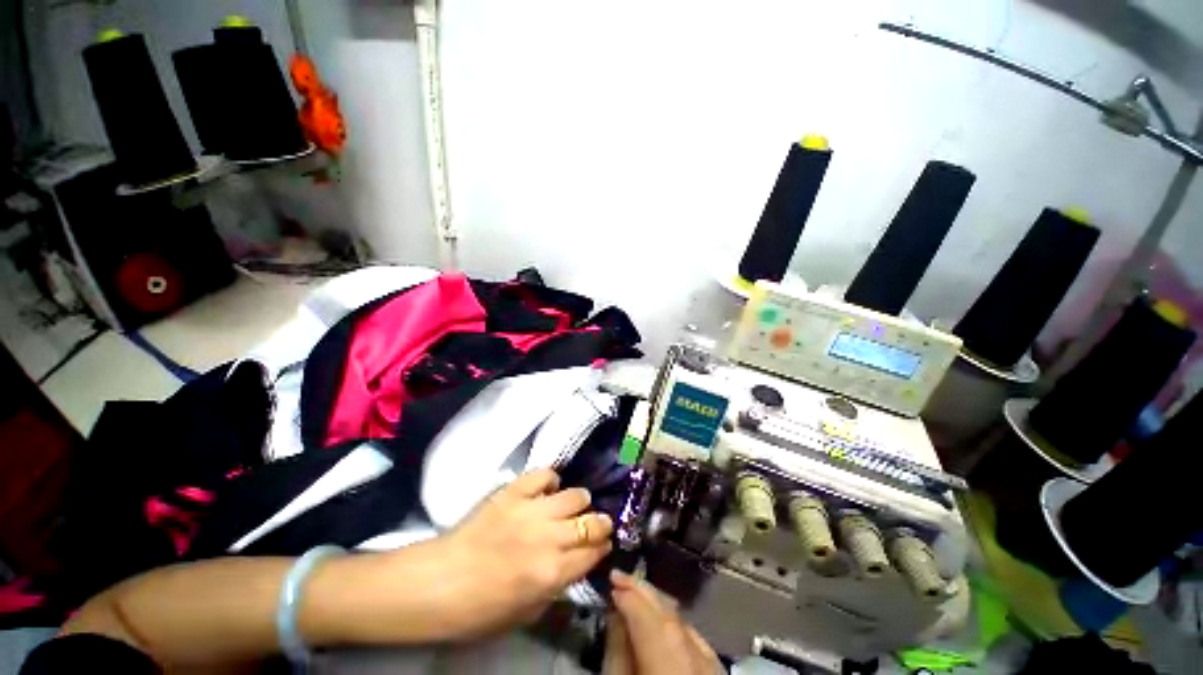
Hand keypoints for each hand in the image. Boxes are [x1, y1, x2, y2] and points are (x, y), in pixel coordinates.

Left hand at [431, 469, 612, 639]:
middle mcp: (549, 538)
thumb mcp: (526, 614)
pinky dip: (550, 480)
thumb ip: (556, 588)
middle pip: (591, 522)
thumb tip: (574, 566)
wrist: (439, 582)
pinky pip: (544, 475)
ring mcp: (531, 510)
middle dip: (602, 522)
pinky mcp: (513, 492)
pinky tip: (548, 489)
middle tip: (598, 523)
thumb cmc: (479, 610)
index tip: (604, 544)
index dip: (603, 548)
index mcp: (552, 573)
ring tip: (575, 504)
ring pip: (574, 495)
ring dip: (579, 501)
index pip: (594, 553)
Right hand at [604, 570, 721, 674]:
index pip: (647, 614)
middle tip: (620, 576)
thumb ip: (618, 649)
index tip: (611, 580)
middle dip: (642, 590)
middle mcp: (697, 655)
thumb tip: (616, 613)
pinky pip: (694, 637)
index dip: (628, 593)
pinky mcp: (718, 668)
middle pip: (668, 612)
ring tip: (636, 593)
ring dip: (657, 602)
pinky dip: (675, 623)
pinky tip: (661, 619)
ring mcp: (714, 662)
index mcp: (669, 660)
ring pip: (682, 620)